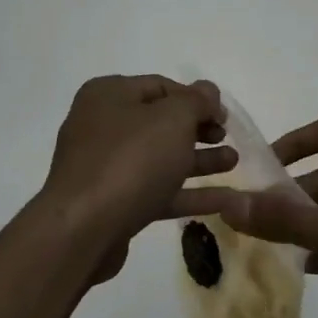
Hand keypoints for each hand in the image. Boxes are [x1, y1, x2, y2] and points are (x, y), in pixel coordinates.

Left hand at [40, 75, 234, 272]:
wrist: (84, 231)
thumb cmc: (131, 160)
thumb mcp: (173, 119)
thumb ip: (196, 101)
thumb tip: (208, 91)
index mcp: (109, 95)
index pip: (161, 87)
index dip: (198, 99)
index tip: (225, 116)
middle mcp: (102, 126)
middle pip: (161, 123)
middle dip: (199, 130)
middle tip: (228, 138)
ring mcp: (106, 167)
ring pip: (161, 158)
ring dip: (199, 160)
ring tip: (234, 163)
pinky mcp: (114, 204)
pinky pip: (157, 190)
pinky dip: (189, 192)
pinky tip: (225, 199)